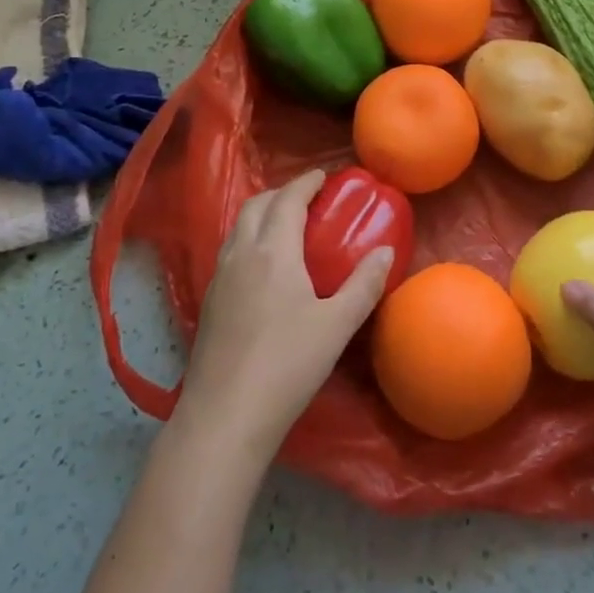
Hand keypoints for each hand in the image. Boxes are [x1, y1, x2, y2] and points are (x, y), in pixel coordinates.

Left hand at [177, 169, 395, 464]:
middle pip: (256, 205)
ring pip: (238, 227)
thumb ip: (364, 284)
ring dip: (261, 214)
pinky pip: (229, 251)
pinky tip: (262, 268)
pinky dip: (248, 239)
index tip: (323, 176)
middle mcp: (241, 254)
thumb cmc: (287, 365)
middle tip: (307, 200)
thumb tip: (386, 250)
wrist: (225, 416)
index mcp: (273, 251)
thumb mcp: (337, 325)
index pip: (288, 199)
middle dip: (281, 193)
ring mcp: (219, 277)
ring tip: (285, 227)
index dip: (306, 182)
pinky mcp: (208, 302)